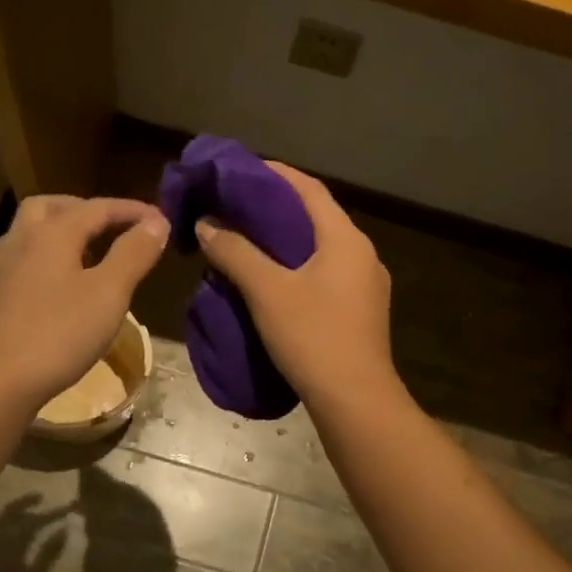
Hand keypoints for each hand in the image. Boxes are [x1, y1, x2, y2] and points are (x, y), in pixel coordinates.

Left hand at [0, 195, 168, 408]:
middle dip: (87, 210)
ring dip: (64, 232)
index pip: (98, 207)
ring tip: (91, 255)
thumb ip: (133, 254)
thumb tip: (155, 221)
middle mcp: (21, 239)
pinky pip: (24, 260)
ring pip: (33, 232)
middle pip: (54, 207)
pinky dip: (48, 258)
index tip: (161, 219)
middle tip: (114, 227)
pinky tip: (61, 287)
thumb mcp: (108, 294)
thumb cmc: (58, 334)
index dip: (132, 210)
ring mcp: (1, 267)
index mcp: (52, 232)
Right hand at [194, 163, 396, 407]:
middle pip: (315, 217)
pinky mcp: (359, 312)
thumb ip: (235, 252)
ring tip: (245, 242)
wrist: (355, 401)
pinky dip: (295, 267)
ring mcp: (365, 285)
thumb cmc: (313, 337)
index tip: (238, 170)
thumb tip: (207, 224)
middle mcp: (362, 254)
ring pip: (319, 249)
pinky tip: (269, 281)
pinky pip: (324, 275)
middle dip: (274, 208)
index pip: (308, 189)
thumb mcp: (267, 291)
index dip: (273, 174)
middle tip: (233, 207)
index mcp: (345, 239)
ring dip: (283, 241)